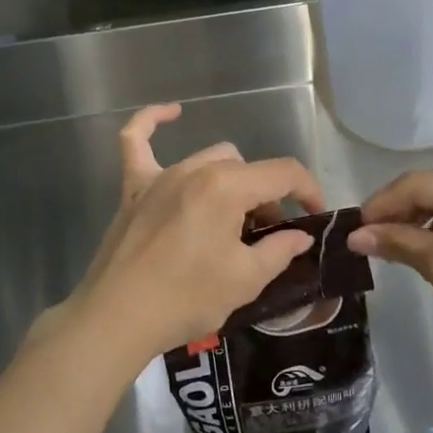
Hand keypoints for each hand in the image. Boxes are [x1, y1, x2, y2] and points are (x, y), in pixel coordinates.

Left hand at [61, 106, 325, 367]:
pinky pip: (136, 141)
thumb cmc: (186, 299)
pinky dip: (151, 122)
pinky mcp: (133, 188)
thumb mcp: (245, 280)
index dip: (309, 191)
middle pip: (247, 170)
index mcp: (227, 187)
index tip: (314, 217)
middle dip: (266, 198)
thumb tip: (300, 236)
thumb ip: (279, 250)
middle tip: (266, 238)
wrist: (117, 319)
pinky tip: (172, 112)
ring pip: (210, 160)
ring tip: (232, 220)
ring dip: (231, 182)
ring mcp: (161, 176)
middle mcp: (195, 170)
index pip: (283, 173)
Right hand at [347, 170, 432, 369]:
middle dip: (395, 214)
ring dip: (412, 226)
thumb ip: (396, 242)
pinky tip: (418, 254)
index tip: (351, 230)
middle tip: (363, 241)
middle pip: (428, 192)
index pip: (415, 184)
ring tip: (386, 249)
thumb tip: (354, 236)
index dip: (380, 205)